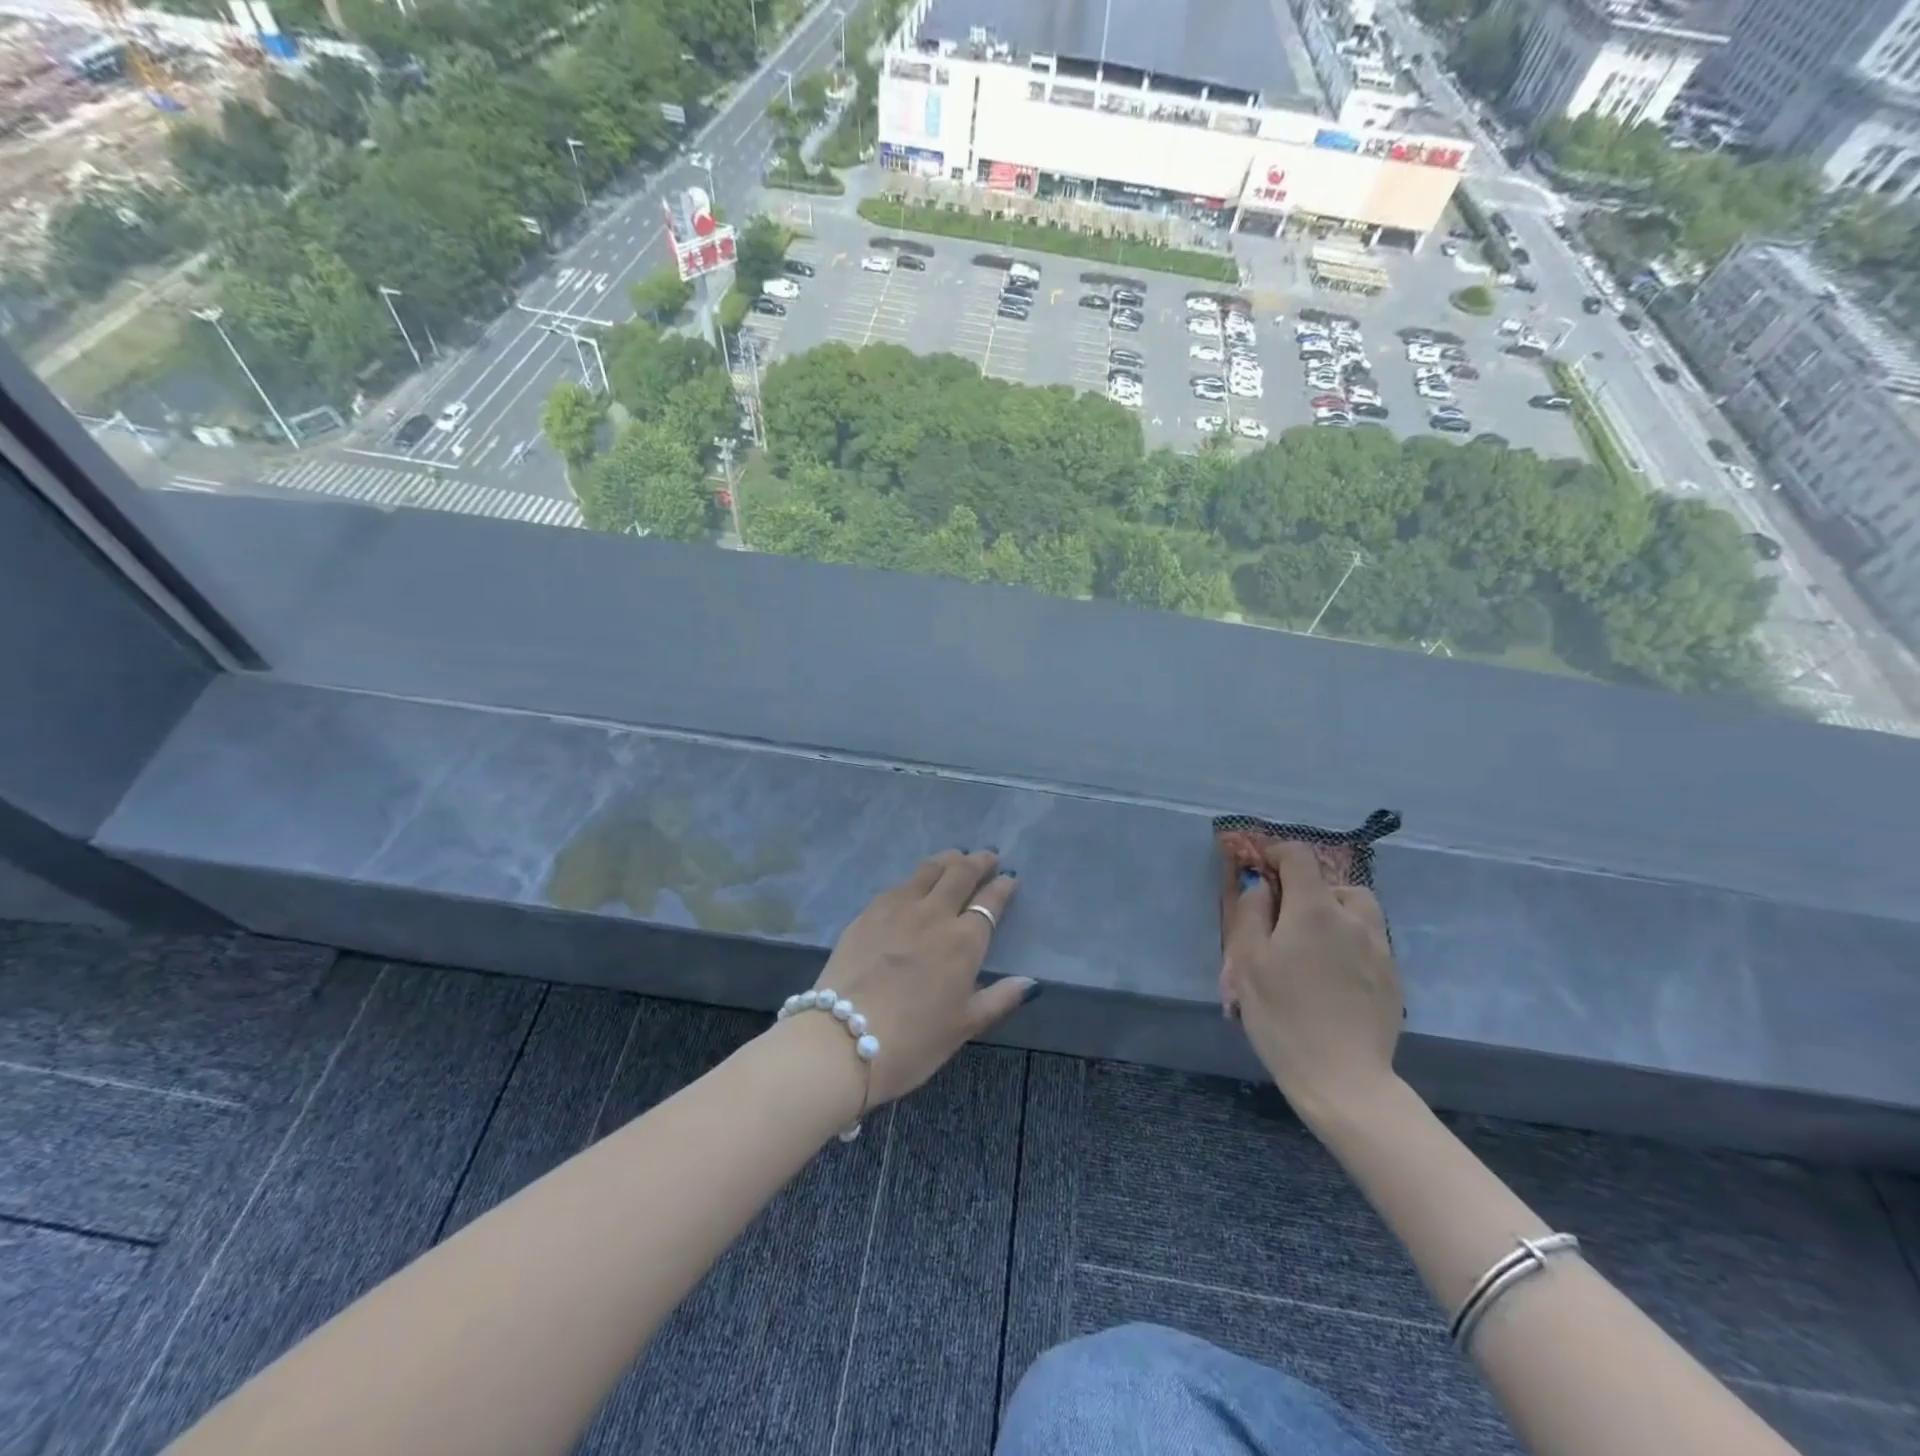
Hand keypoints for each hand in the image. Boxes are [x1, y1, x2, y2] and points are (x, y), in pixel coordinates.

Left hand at [809, 850, 1029, 1107]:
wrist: (842, 1040)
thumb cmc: (913, 1042)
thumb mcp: (964, 1026)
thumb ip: (1000, 999)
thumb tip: (1031, 982)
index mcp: (963, 941)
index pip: (990, 902)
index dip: (1002, 886)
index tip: (1010, 877)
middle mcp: (933, 914)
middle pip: (960, 874)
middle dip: (978, 861)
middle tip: (987, 856)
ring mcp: (897, 909)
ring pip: (928, 870)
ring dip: (947, 860)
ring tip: (955, 857)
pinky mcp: (867, 913)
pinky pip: (898, 884)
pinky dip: (915, 877)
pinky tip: (915, 882)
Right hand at [1222, 840, 1403, 1122]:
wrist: (1343, 1078)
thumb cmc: (1284, 1015)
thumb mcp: (1248, 960)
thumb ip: (1252, 912)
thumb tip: (1264, 887)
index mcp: (1316, 909)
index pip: (1300, 857)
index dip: (1277, 854)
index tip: (1261, 867)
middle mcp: (1355, 920)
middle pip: (1337, 884)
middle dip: (1311, 890)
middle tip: (1286, 919)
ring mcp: (1381, 951)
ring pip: (1360, 913)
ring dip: (1336, 915)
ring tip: (1313, 947)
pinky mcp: (1393, 980)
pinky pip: (1370, 944)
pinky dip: (1350, 945)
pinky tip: (1332, 978)